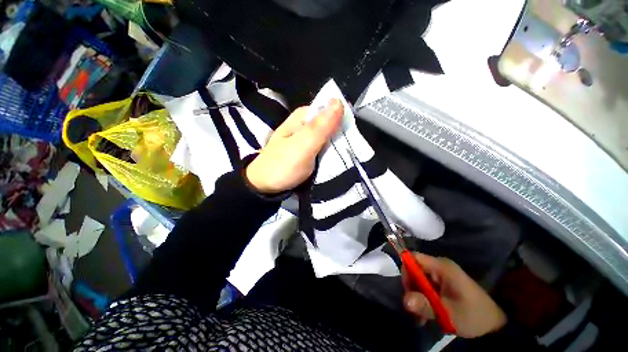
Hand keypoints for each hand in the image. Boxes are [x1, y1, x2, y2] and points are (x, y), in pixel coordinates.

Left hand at [246, 99, 342, 193]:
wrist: (266, 186)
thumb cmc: (283, 165)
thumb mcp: (303, 145)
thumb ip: (320, 126)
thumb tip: (340, 100)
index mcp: (303, 117)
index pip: (331, 110)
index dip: (343, 121)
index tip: (351, 137)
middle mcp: (305, 124)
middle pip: (331, 124)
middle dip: (342, 136)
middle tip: (350, 151)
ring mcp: (307, 138)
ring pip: (330, 137)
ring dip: (338, 146)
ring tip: (347, 157)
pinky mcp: (308, 151)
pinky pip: (325, 148)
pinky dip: (332, 153)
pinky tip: (337, 159)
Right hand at [402, 253, 506, 337]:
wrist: (494, 325)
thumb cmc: (473, 315)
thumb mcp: (448, 313)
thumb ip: (425, 305)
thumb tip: (405, 300)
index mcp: (441, 266)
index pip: (414, 258)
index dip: (406, 270)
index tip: (407, 290)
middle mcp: (440, 266)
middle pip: (414, 269)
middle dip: (411, 288)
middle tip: (414, 308)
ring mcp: (442, 275)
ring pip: (419, 280)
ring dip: (417, 296)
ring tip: (420, 317)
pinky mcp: (444, 283)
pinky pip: (426, 286)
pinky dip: (423, 298)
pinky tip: (425, 314)